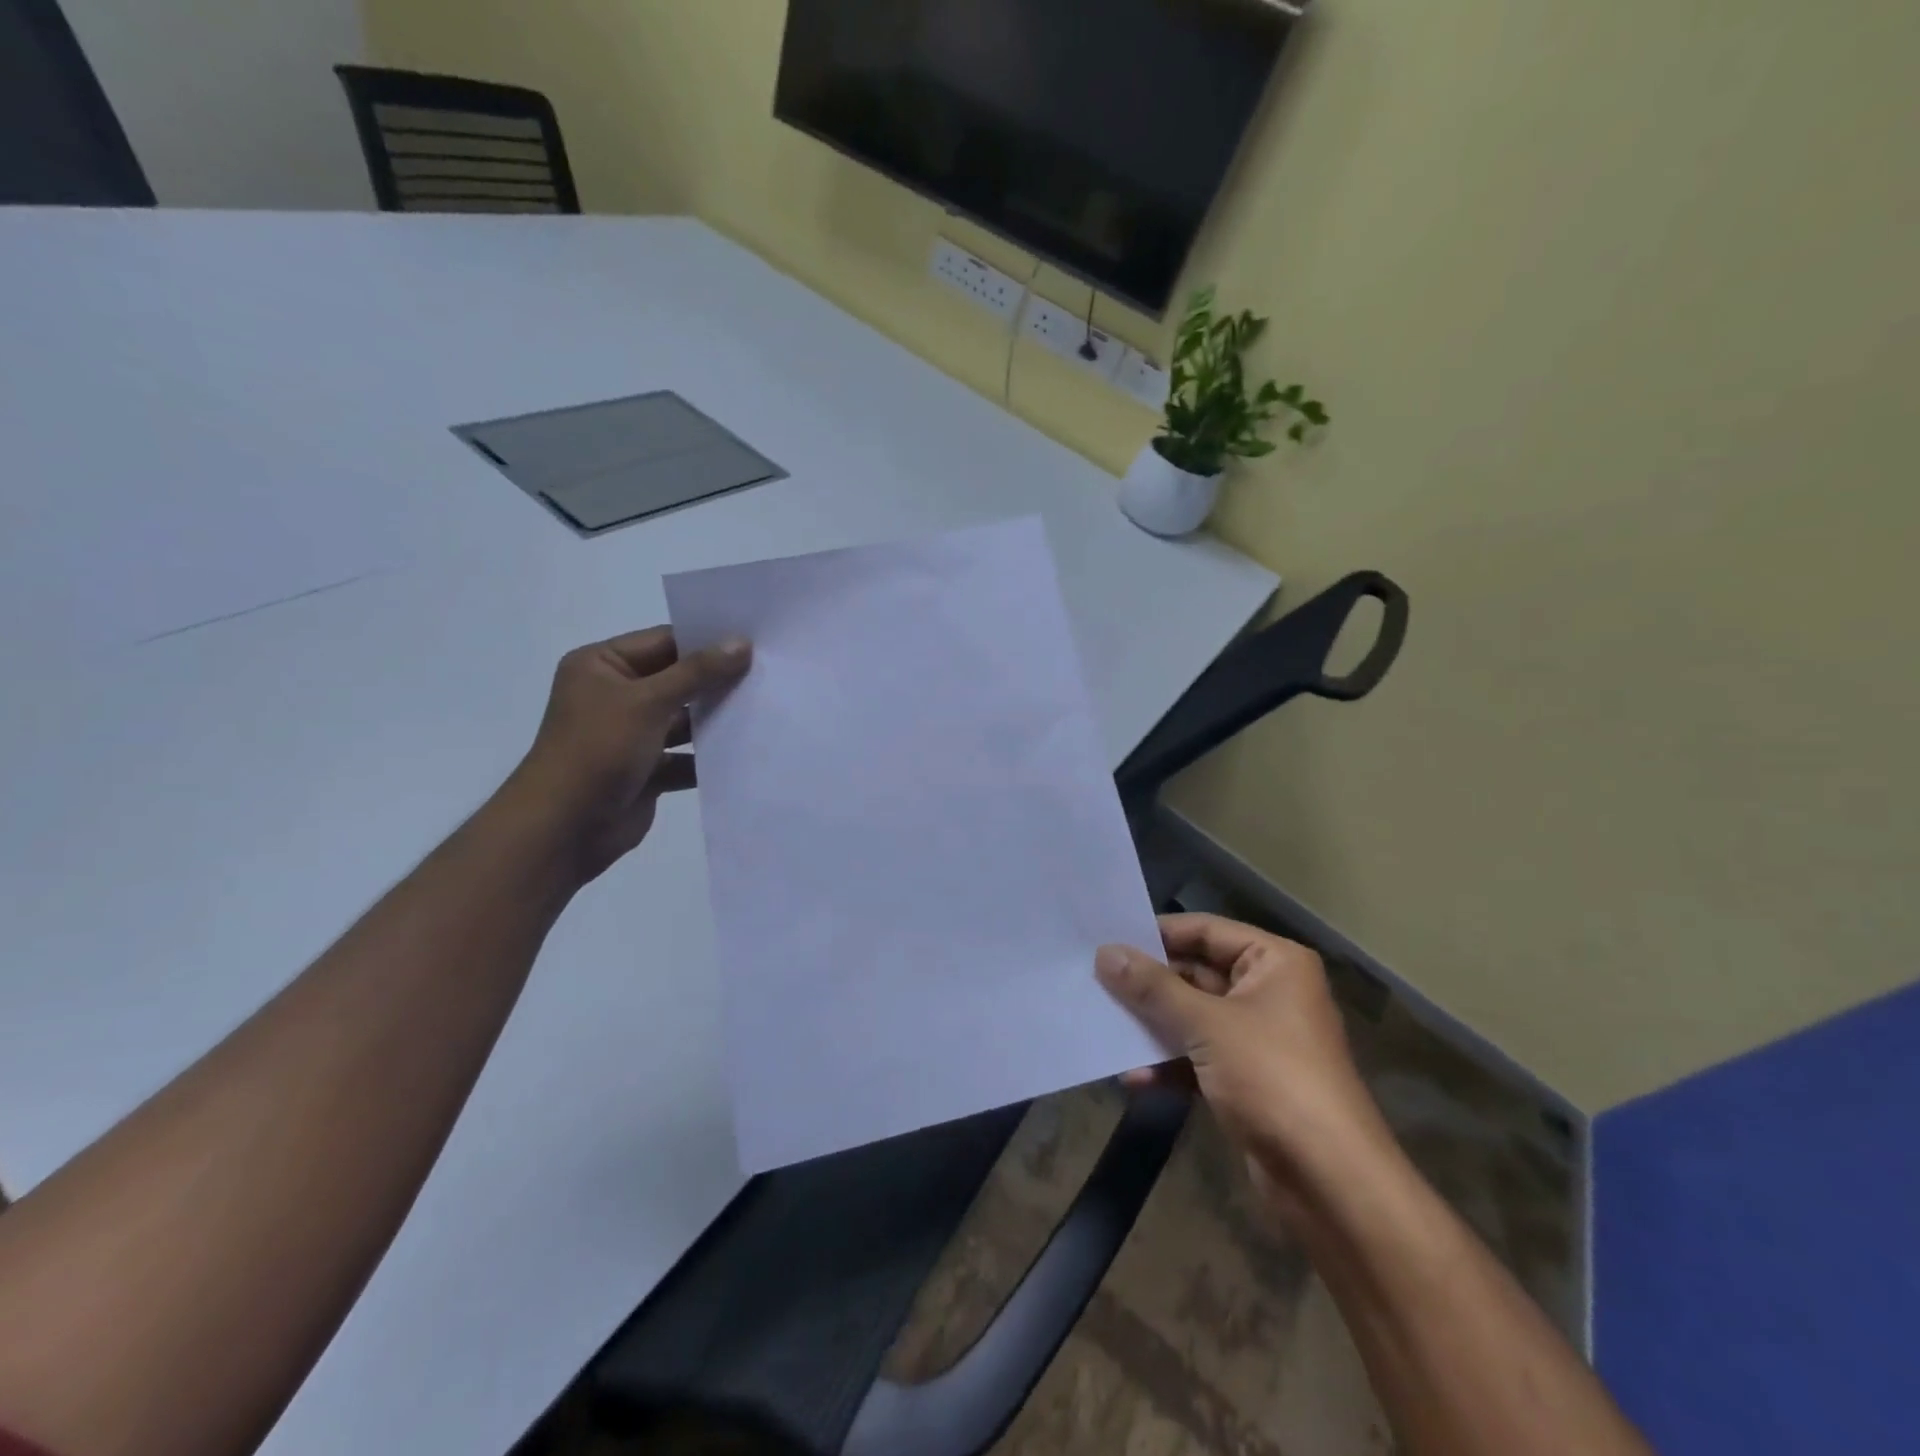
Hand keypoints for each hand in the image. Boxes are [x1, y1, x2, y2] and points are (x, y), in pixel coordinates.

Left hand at [506, 627, 750, 882]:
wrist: (565, 828)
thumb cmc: (598, 749)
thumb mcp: (648, 701)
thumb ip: (697, 672)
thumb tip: (742, 643)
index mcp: (601, 666)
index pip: (663, 642)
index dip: (707, 641)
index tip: (754, 641)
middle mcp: (615, 696)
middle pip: (676, 680)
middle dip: (717, 681)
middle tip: (768, 673)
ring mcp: (631, 735)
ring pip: (683, 721)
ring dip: (716, 719)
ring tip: (765, 709)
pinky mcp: (646, 770)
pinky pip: (684, 757)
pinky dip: (708, 757)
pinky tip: (746, 751)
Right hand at [1096, 915, 1393, 1226]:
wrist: (1331, 1183)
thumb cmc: (1273, 1078)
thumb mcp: (1207, 1025)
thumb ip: (1153, 987)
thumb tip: (1106, 952)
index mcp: (1273, 963)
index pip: (1205, 930)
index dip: (1157, 934)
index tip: (1107, 940)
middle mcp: (1268, 992)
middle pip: (1196, 973)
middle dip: (1149, 985)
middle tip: (1095, 983)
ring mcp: (1258, 1038)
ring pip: (1193, 1017)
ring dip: (1153, 1026)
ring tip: (1105, 1027)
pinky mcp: (1248, 1080)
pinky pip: (1199, 1057)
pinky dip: (1169, 1064)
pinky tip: (1133, 1078)